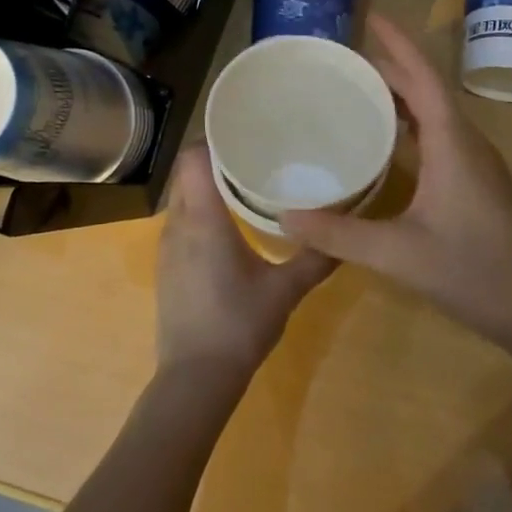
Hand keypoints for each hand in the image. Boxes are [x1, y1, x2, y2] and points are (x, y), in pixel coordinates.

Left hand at [154, 142, 335, 382]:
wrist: (195, 378)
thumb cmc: (239, 325)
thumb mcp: (285, 290)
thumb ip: (315, 258)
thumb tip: (344, 235)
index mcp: (204, 220)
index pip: (193, 159)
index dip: (213, 140)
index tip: (244, 132)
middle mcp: (178, 225)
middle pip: (188, 175)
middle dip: (215, 161)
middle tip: (254, 155)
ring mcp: (167, 248)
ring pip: (183, 200)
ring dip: (207, 188)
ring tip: (244, 185)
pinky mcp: (167, 267)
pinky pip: (180, 223)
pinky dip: (200, 213)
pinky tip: (228, 227)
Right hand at [283, 15, 511, 353]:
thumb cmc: (472, 272)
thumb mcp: (398, 254)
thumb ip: (340, 234)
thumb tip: (284, 217)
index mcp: (453, 143)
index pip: (423, 78)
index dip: (397, 45)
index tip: (371, 18)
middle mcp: (468, 142)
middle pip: (427, 90)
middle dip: (391, 68)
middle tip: (345, 61)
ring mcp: (477, 163)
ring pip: (436, 114)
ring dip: (402, 97)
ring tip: (359, 93)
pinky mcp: (478, 182)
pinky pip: (441, 136)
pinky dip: (411, 125)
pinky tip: (388, 143)